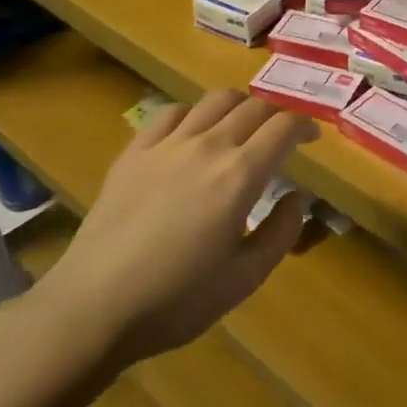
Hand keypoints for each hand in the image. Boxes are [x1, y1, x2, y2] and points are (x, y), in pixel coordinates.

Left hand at [36, 89, 316, 371]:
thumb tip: (297, 198)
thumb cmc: (177, 300)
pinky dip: (194, 114)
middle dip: (277, 115)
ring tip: (242, 128)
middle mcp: (208, 146)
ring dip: (239, 106)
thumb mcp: (245, 278)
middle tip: (281, 136)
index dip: (305, 126)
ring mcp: (167, 144)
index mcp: (240, 176)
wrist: (94, 306)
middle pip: (253, 107)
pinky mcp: (134, 151)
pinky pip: (171, 112)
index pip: (284, 128)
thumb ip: (281, 233)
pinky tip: (193, 134)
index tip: (313, 138)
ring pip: (214, 100)